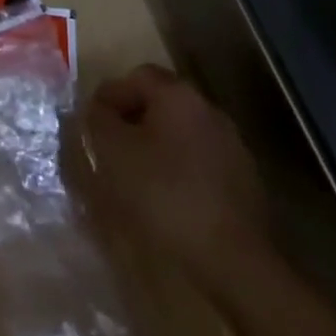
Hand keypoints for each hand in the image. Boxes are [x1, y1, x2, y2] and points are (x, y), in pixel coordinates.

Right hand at [84, 63, 269, 290]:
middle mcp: (209, 111)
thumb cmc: (164, 193)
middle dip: (132, 120)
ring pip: (181, 133)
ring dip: (156, 145)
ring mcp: (232, 147)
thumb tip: (97, 110)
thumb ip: (98, 120)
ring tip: (134, 175)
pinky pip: (199, 161)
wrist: (232, 259)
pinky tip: (166, 197)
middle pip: (161, 103)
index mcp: (178, 96)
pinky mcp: (243, 182)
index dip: (110, 95)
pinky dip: (178, 170)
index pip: (137, 76)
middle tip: (109, 147)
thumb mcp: (113, 151)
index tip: (92, 123)